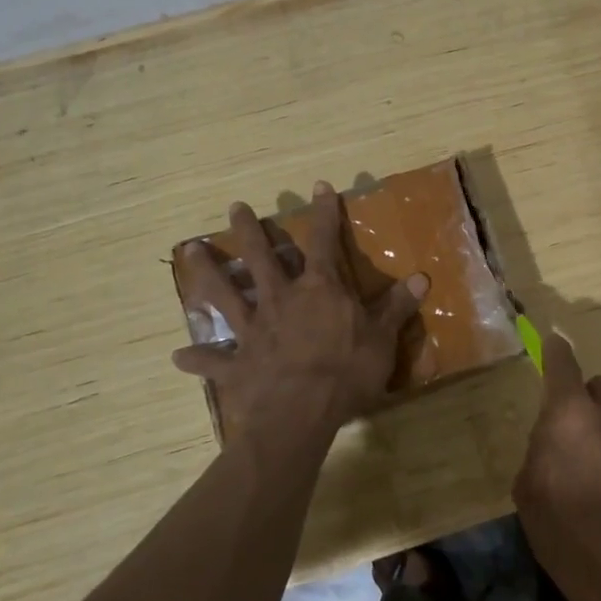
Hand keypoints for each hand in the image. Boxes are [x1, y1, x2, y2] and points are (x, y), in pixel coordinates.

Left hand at [172, 182, 427, 447]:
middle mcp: (281, 300)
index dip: (324, 213)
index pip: (323, 241)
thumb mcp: (382, 339)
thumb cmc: (346, 373)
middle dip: (249, 230)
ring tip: (189, 250)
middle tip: (235, 207)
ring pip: (225, 293)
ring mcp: (253, 329)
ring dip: (207, 272)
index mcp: (319, 290)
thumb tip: (422, 277)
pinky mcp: (236, 362)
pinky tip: (179, 357)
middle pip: (261, 257)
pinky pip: (212, 359)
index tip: (319, 186)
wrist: (300, 414)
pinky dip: (197, 359)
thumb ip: (397, 307)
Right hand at [513, 335, 600, 600]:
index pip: (563, 364)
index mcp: (572, 418)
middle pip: (600, 389)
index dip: (556, 350)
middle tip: (576, 444)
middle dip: (586, 406)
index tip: (554, 339)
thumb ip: (538, 455)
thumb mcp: (530, 501)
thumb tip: (552, 443)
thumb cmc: (574, 546)